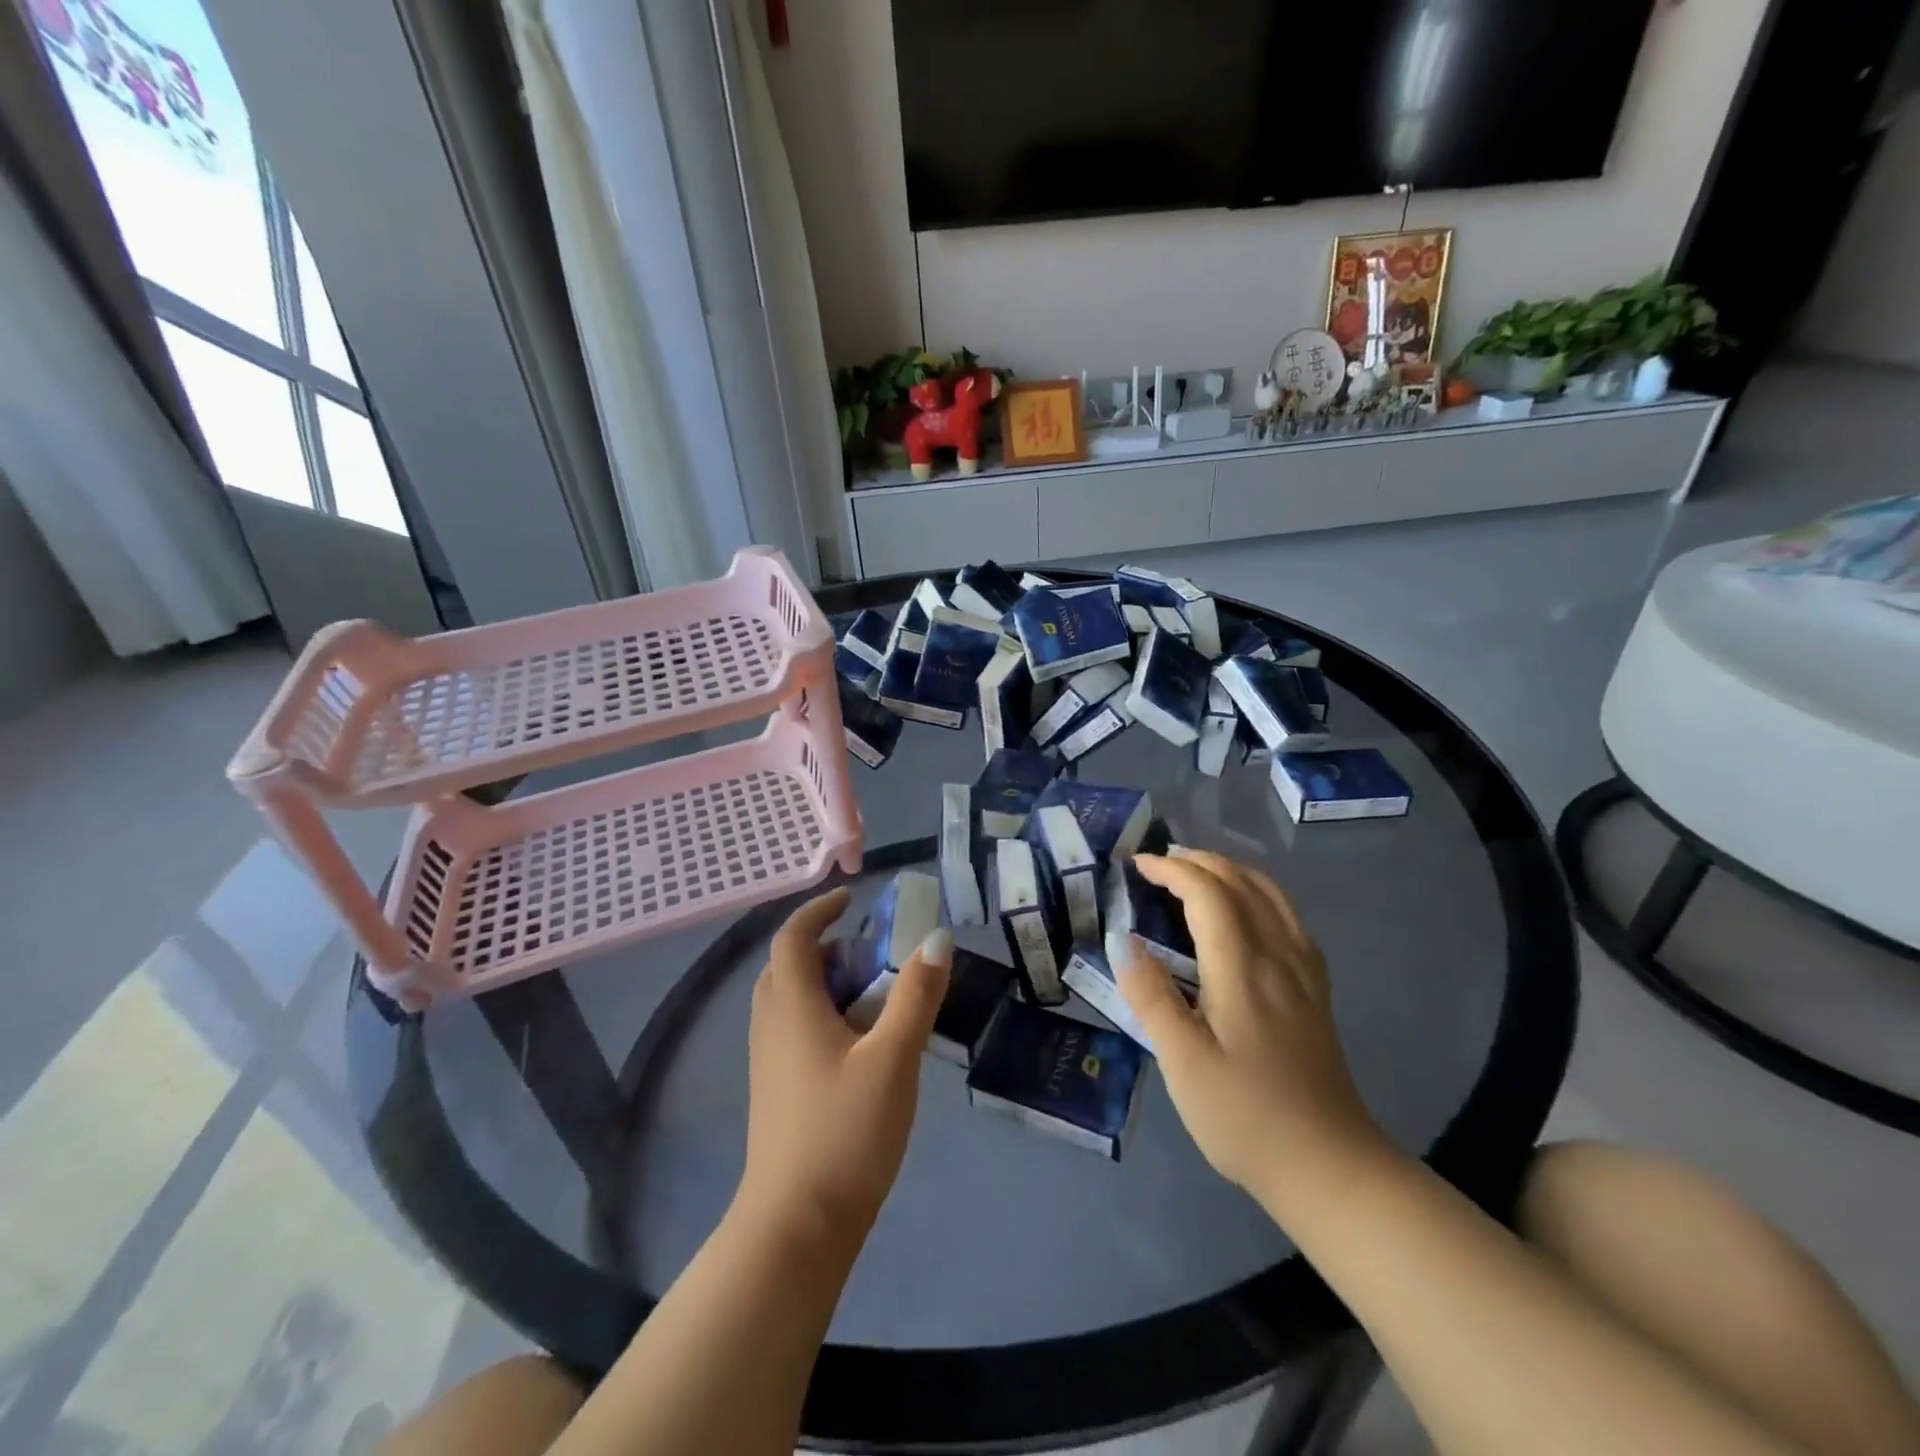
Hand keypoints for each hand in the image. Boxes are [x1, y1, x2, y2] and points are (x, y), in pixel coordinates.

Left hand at [738, 887, 952, 1239]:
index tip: (851, 898)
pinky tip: (861, 1045)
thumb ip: (915, 995)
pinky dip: (824, 1015)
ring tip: (874, 995)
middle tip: (870, 952)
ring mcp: (769, 1063)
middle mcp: (772, 1027)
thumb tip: (937, 938)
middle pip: (788, 966)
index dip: (818, 910)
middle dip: (825, 947)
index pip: (792, 937)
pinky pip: (795, 1030)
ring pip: (791, 1001)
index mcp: (792, 1007)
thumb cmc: (844, 1132)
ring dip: (826, 982)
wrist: (796, 1229)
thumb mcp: (894, 1058)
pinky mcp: (777, 1091)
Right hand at [1118, 851, 1390, 1212]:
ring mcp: (1304, 972)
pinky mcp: (1316, 991)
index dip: (1172, 870)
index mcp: (1243, 969)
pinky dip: (1259, 894)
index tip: (1136, 865)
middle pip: (1242, 883)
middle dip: (1199, 861)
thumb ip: (1152, 996)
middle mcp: (1279, 956)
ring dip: (1231, 871)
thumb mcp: (1183, 1062)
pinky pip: (1288, 917)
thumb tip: (1124, 941)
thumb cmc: (1245, 1116)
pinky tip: (1246, 912)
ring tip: (1197, 873)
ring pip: (1271, 895)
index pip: (1208, 893)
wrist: (1330, 1167)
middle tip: (1159, 863)